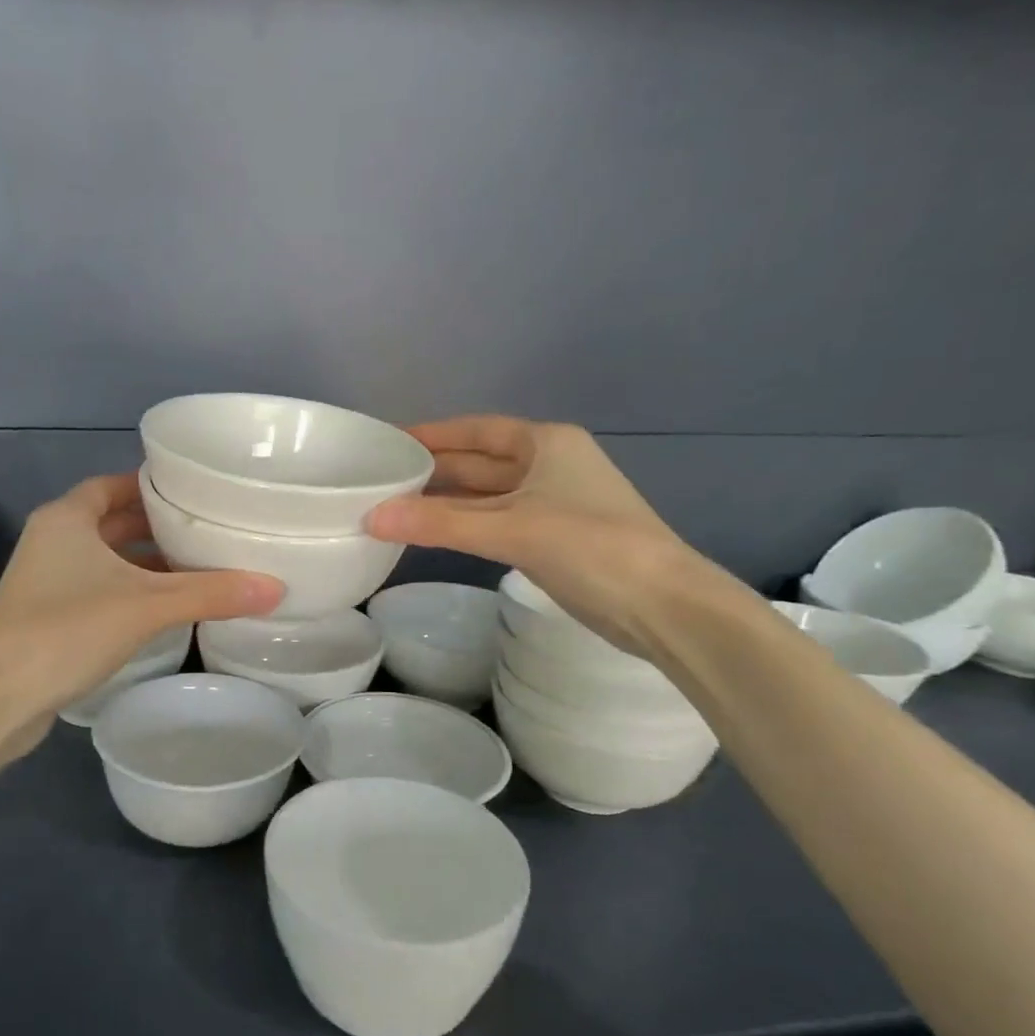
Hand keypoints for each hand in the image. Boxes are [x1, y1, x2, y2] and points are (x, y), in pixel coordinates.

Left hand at [0, 473, 283, 735]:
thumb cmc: (68, 631)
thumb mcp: (147, 606)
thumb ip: (210, 594)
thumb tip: (275, 588)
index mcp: (66, 519)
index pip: (113, 485)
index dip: (151, 485)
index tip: (193, 492)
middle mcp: (52, 540)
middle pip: (111, 521)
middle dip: (155, 526)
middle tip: (205, 529)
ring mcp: (45, 579)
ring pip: (104, 558)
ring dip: (143, 561)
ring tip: (195, 566)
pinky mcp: (46, 614)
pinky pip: (97, 587)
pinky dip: (129, 589)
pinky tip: (164, 606)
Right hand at [366, 416, 715, 654]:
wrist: (663, 606)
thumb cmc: (590, 548)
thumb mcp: (511, 529)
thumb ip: (439, 524)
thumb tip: (371, 517)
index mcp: (546, 443)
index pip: (478, 429)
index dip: (434, 434)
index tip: (390, 441)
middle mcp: (550, 465)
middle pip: (481, 462)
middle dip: (435, 469)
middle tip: (382, 477)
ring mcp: (554, 503)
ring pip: (488, 495)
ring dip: (447, 501)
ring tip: (397, 505)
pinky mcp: (555, 539)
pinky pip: (497, 522)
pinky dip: (466, 525)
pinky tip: (437, 533)